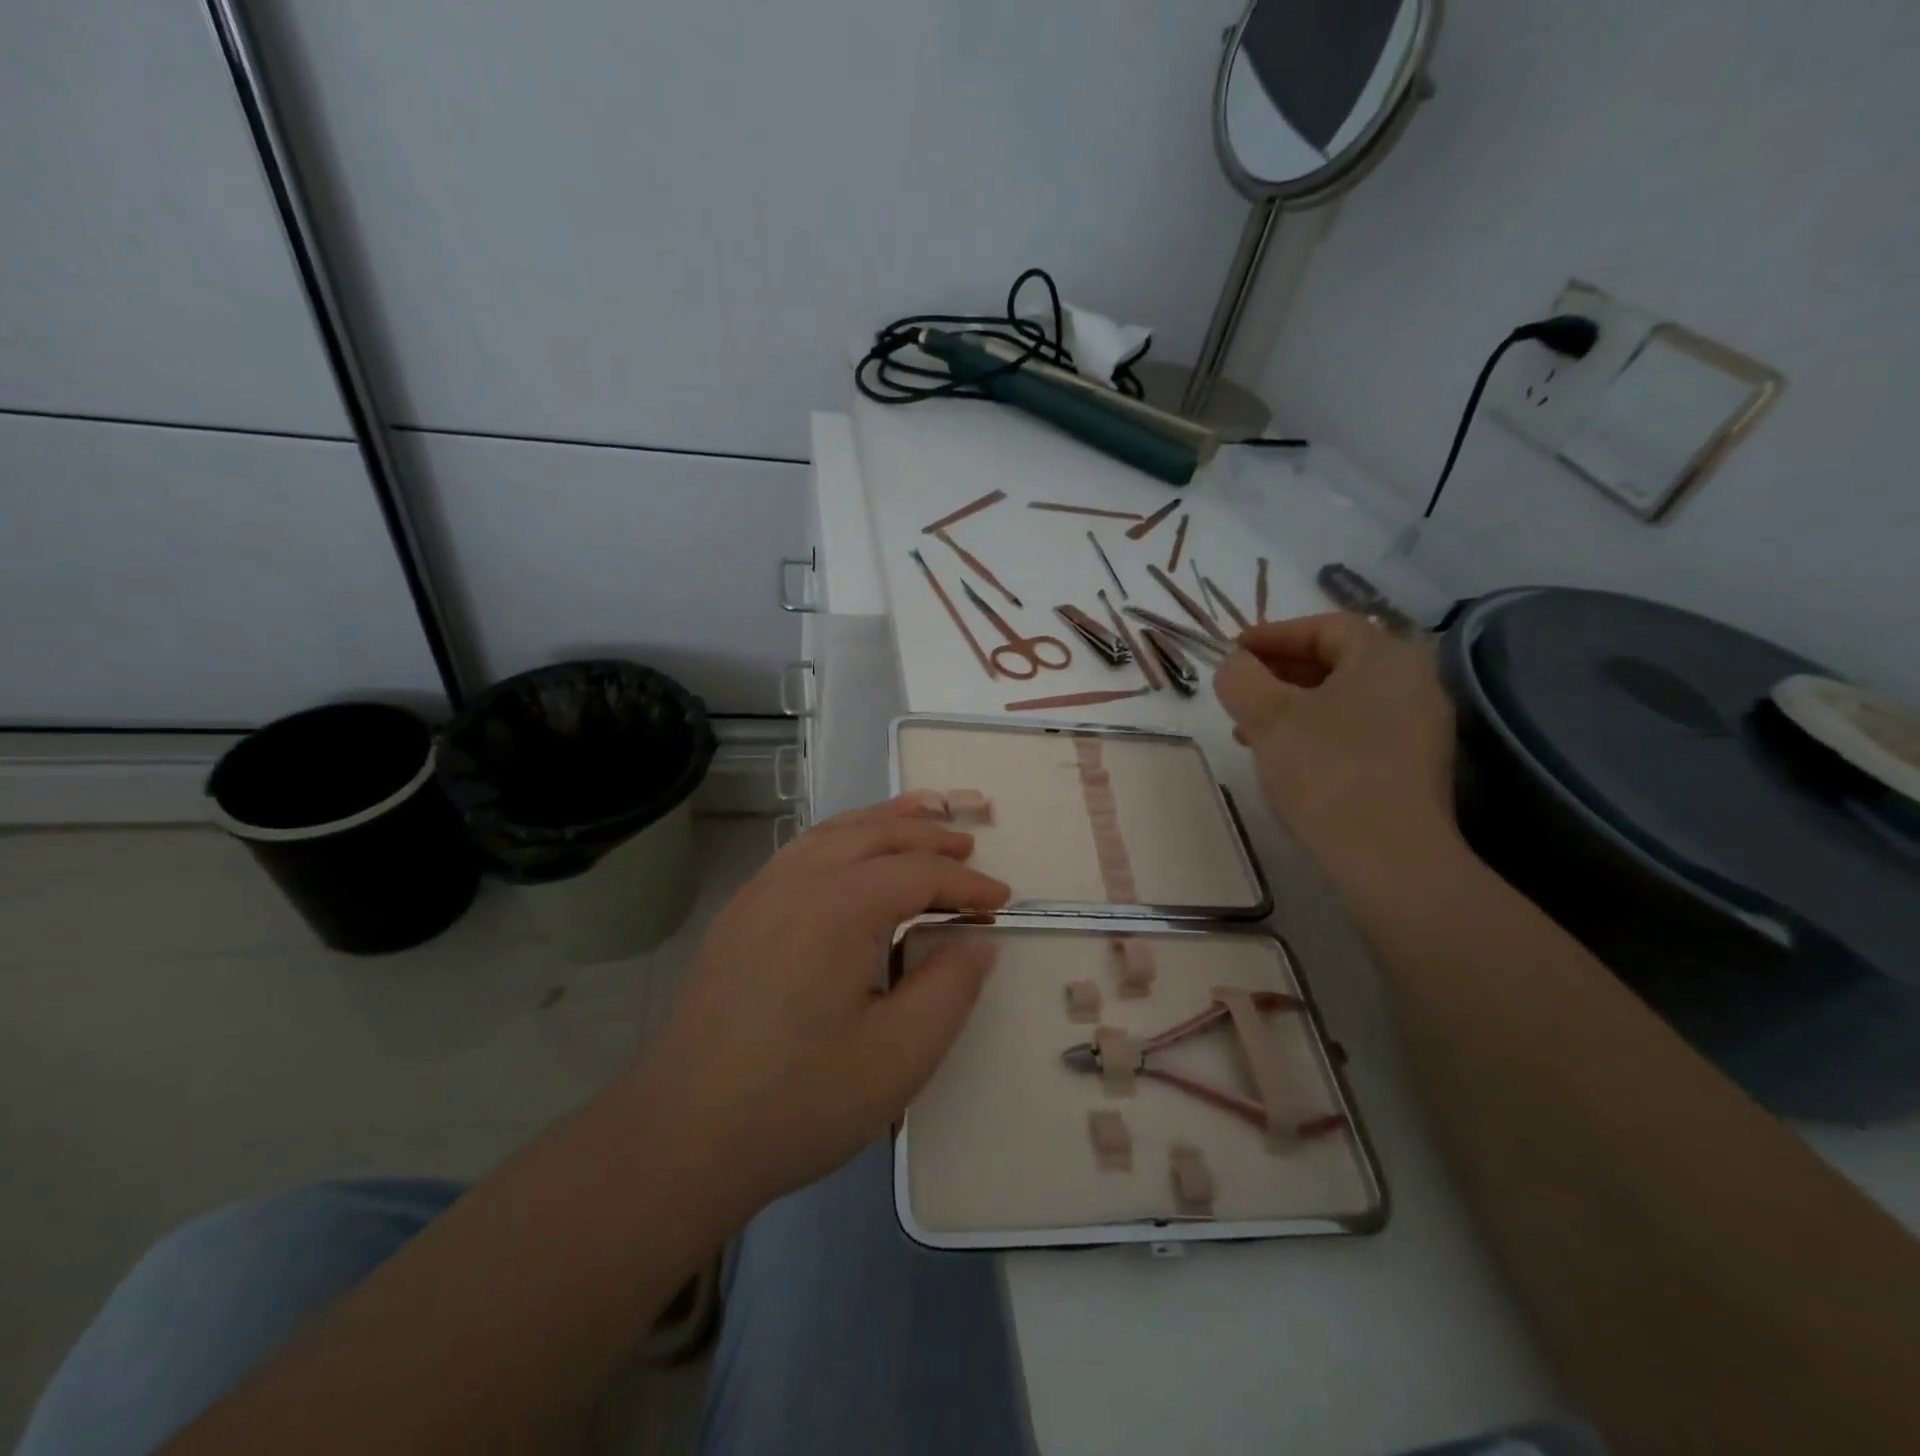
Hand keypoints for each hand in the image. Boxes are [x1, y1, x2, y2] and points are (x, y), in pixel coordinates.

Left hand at [631, 795, 1010, 1216]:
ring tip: (920, 817)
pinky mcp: (738, 916)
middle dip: (926, 835)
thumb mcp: (899, 1057)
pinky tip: (851, 855)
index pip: (917, 873)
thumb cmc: (799, 1102)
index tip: (1001, 902)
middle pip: (873, 834)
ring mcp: (758, 894)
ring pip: (831, 833)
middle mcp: (795, 882)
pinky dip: (840, 838)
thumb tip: (977, 940)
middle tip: (968, 847)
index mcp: (837, 908)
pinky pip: (800, 853)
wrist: (681, 1139)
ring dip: (881, 822)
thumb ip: (950, 988)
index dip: (966, 882)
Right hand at [1214, 613, 1458, 888]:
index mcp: (1385, 656)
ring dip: (1292, 706)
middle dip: (1278, 674)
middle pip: (1336, 661)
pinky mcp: (1414, 764)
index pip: (1324, 627)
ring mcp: (1420, 726)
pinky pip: (1358, 729)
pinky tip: (1286, 758)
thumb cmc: (1326, 771)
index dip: (1273, 634)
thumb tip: (1235, 665)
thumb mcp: (1268, 717)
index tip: (1232, 652)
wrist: (1389, 856)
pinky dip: (1317, 731)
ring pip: (1344, 699)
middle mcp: (1413, 681)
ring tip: (1250, 732)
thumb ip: (1242, 678)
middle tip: (1238, 692)